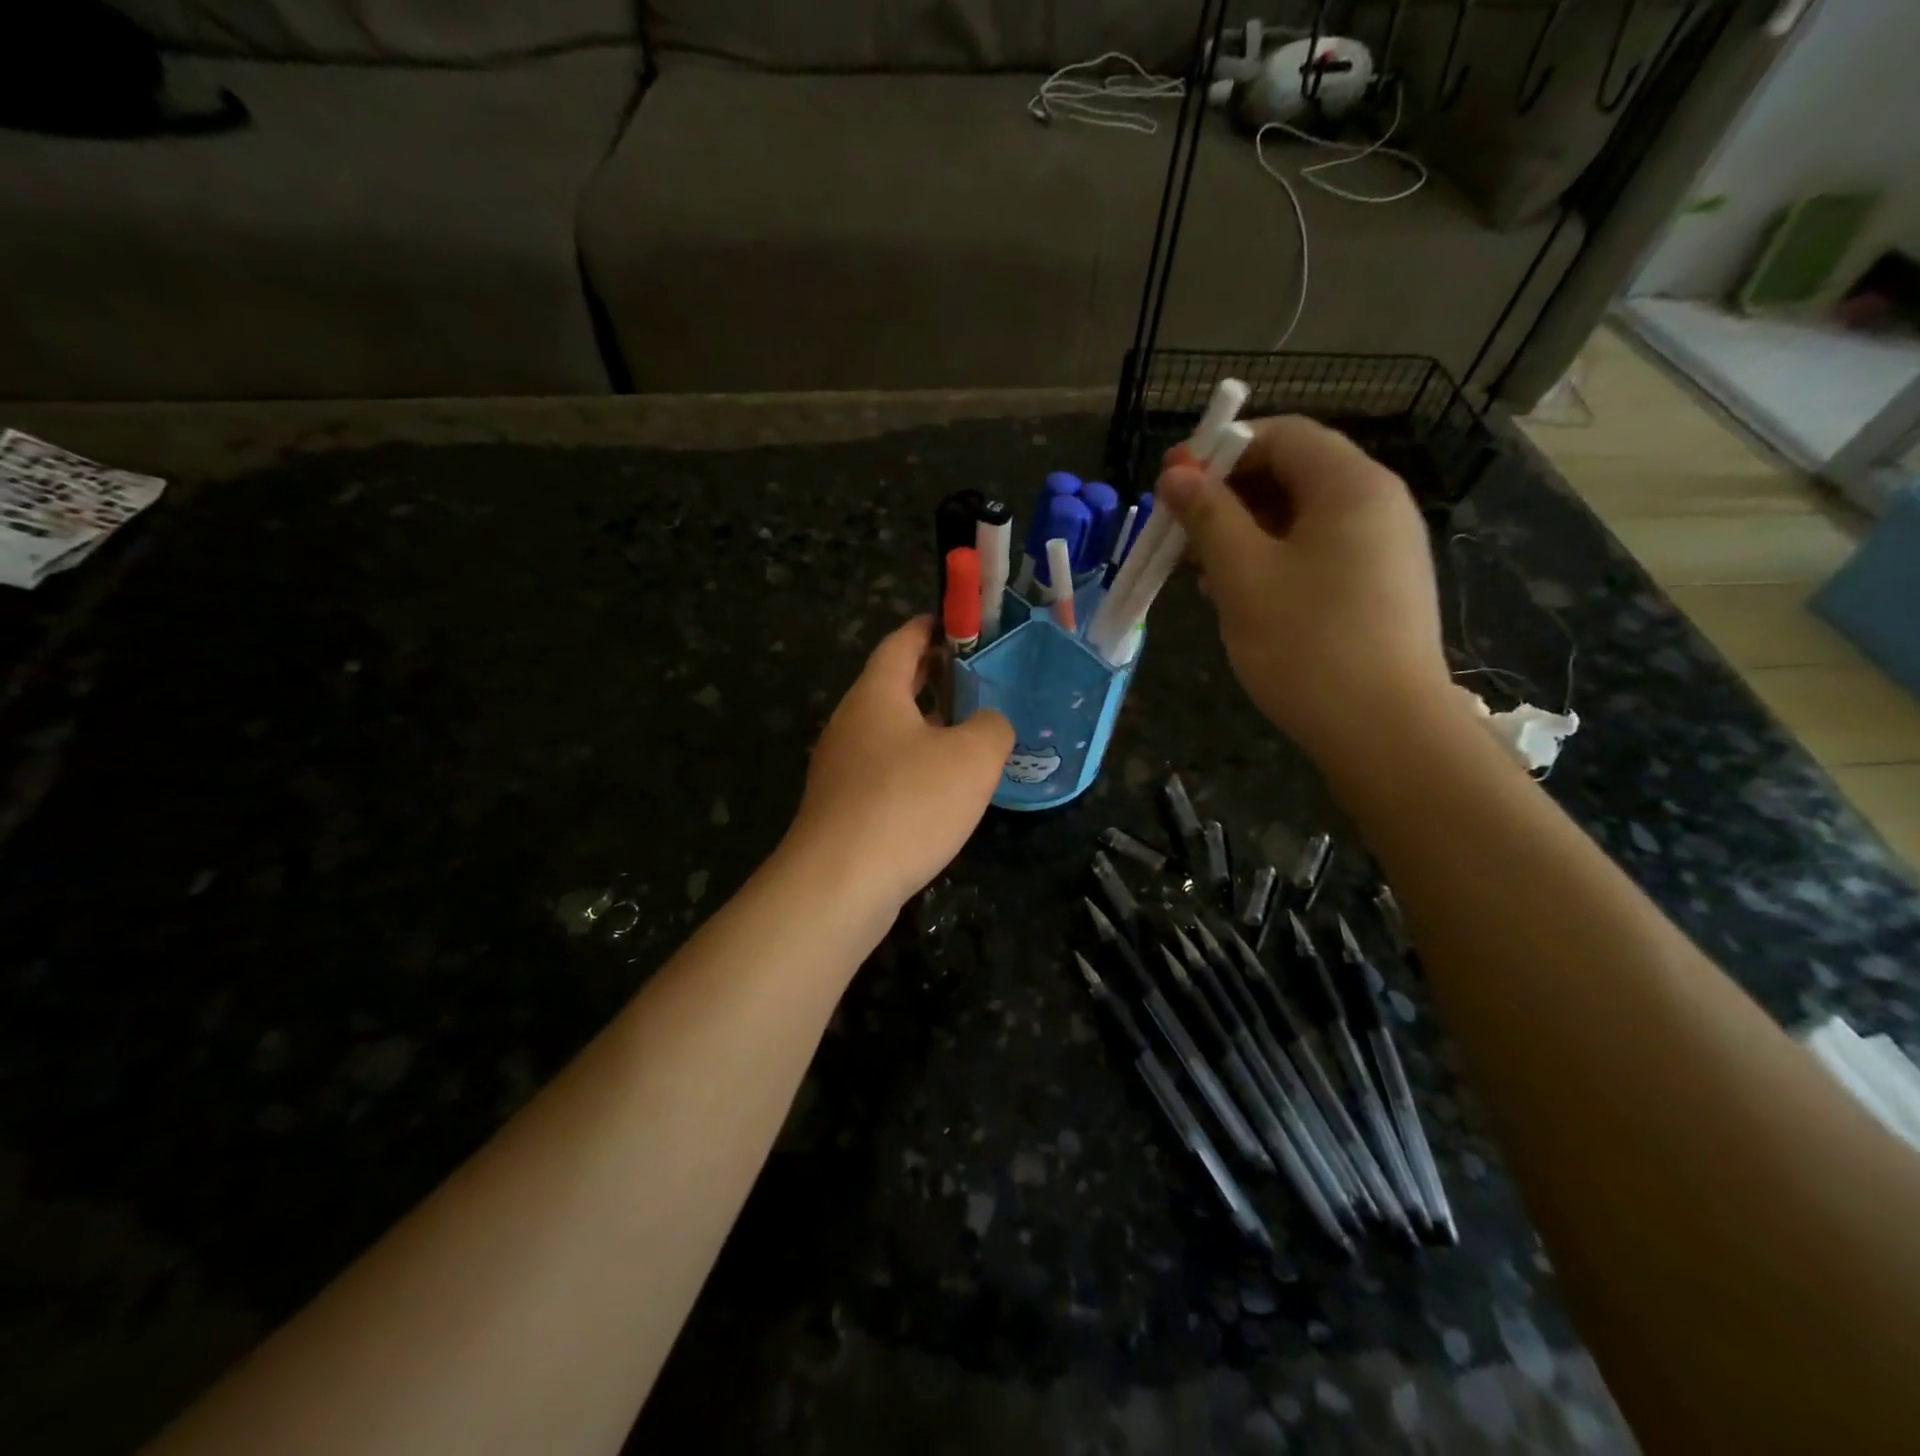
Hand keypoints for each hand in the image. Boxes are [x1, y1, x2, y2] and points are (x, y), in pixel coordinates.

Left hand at [788, 617, 1013, 910]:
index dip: (931, 627)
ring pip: (888, 731)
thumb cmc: (908, 803)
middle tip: (977, 678)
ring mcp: (840, 766)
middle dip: (933, 677)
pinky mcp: (841, 806)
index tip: (958, 623)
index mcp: (876, 694)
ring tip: (968, 733)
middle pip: (892, 685)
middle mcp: (850, 722)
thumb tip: (988, 724)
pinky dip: (913, 765)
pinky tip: (940, 789)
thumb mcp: (973, 757)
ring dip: (925, 726)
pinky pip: (883, 770)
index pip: (901, 643)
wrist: (839, 883)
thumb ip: (992, 727)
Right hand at [1157, 416, 1450, 762]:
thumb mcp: (1243, 575)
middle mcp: (1377, 504)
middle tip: (1179, 530)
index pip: (1282, 435)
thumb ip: (1208, 516)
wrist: (1384, 730)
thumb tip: (1176, 473)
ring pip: (1301, 517)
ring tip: (1199, 569)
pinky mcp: (1379, 588)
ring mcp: (1384, 548)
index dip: (1222, 450)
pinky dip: (1273, 559)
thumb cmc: (1307, 643)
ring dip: (1245, 531)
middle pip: (1293, 473)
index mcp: (1350, 485)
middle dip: (1229, 495)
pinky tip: (1238, 594)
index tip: (1173, 483)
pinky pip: (1318, 552)